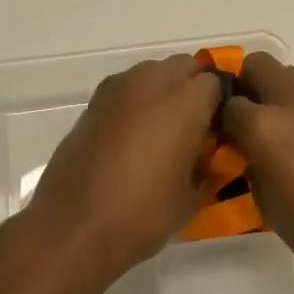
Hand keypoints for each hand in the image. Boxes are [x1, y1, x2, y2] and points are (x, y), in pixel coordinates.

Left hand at [23, 54, 223, 281]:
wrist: (74, 226)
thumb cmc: (143, 214)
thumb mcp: (192, 196)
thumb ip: (208, 163)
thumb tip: (208, 151)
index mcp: (185, 101)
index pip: (215, 83)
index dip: (220, 105)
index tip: (218, 131)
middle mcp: (153, 82)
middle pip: (183, 66)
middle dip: (192, 89)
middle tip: (193, 126)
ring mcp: (118, 88)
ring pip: (152, 72)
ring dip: (162, 90)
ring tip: (160, 130)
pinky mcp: (93, 101)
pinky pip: (126, 88)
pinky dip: (135, 101)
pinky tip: (131, 136)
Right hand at [220, 52, 293, 293]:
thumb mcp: (264, 201)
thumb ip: (249, 161)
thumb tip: (247, 147)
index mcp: (265, 125)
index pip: (229, 104)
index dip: (223, 120)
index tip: (227, 137)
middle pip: (258, 65)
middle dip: (248, 85)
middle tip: (251, 120)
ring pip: (290, 75)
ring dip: (279, 94)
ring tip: (286, 133)